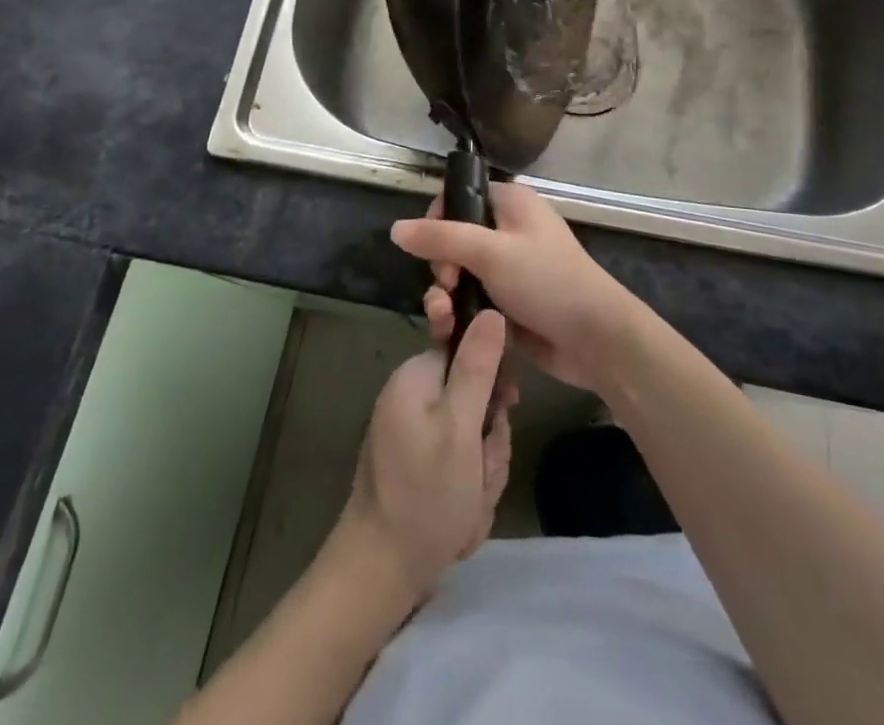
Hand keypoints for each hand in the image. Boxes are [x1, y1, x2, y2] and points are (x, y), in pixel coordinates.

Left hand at [340, 309, 513, 598]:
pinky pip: (458, 463)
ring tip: (468, 505)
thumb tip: (491, 311)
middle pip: (475, 400)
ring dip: (482, 471)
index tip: (504, 410)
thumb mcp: (461, 428)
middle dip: (489, 442)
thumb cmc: (424, 495)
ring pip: (472, 437)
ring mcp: (412, 433)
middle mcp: (411, 396)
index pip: (471, 354)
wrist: (379, 572)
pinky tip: (459, 519)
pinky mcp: (416, 464)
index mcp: (417, 376)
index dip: (494, 384)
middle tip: (480, 474)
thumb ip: (478, 367)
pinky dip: (467, 490)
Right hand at [393, 182, 643, 393]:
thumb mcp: (490, 252)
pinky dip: (458, 314)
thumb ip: (440, 238)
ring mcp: (507, 269)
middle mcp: (507, 230)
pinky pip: (470, 301)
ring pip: (458, 275)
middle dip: (439, 266)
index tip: (431, 248)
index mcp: (510, 203)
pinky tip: (450, 333)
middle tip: (448, 287)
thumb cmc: (546, 281)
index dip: (437, 219)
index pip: (459, 197)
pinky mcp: (507, 304)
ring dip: (444, 296)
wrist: (596, 339)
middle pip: (452, 239)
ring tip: (444, 319)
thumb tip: (395, 228)